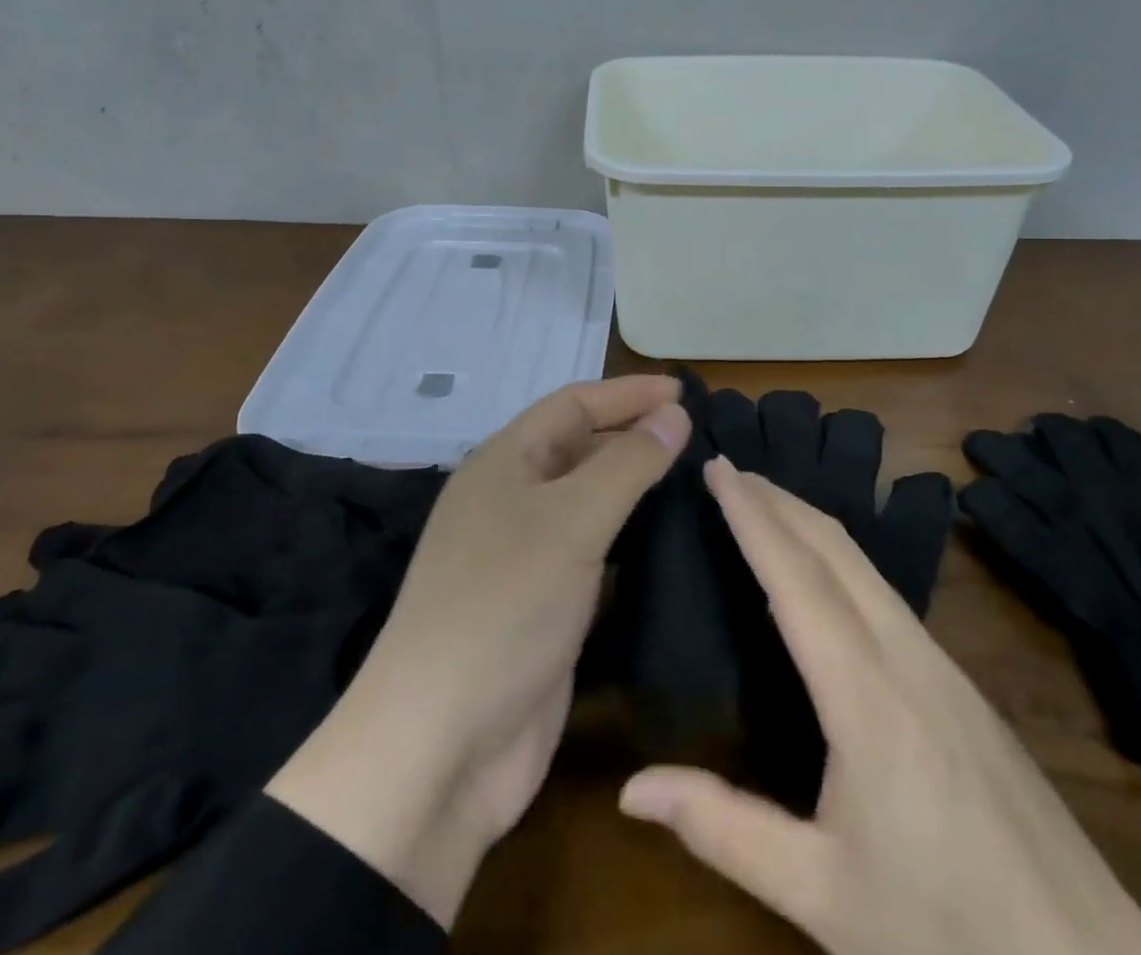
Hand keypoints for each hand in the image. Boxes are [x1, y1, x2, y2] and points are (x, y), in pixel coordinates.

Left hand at [267, 375, 689, 926]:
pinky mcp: (544, 607)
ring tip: (696, 482)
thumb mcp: (571, 521)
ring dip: (636, 490)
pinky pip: (594, 555)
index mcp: (504, 463)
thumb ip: (627, 464)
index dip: (629, 393)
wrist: (441, 747)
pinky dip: (630, 543)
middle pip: (581, 449)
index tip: (686, 392)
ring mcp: (526, 557)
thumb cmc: (504, 606)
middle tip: (699, 437)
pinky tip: (670, 546)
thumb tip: (673, 415)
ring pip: (589, 503)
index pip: (574, 405)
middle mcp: (512, 500)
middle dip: (634, 436)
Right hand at [619, 458, 1140, 954]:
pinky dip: (839, 556)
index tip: (717, 468)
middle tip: (728, 468)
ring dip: (809, 522)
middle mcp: (905, 657)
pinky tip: (825, 574)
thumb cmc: (946, 930)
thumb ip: (724, 830)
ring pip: (865, 565)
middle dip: (778, 499)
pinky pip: (886, 593)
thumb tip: (632, 788)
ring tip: (765, 501)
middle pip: (834, 550)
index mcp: (865, 696)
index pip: (795, 579)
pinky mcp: (961, 684)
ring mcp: (942, 665)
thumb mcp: (822, 894)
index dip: (752, 517)